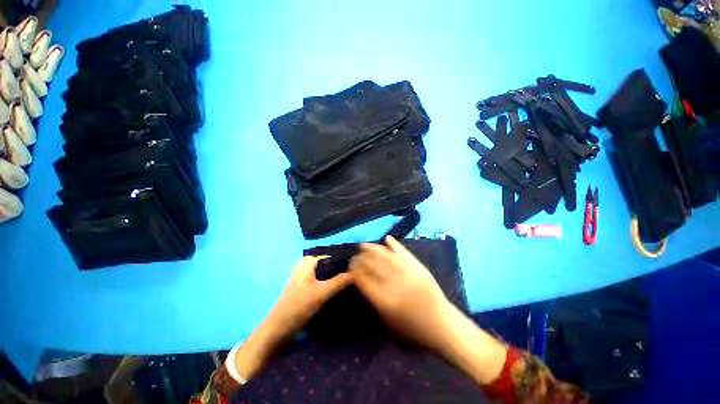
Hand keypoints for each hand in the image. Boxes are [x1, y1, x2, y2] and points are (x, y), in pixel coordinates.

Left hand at [231, 256, 351, 383]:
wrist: (280, 330)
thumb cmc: (297, 307)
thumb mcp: (320, 293)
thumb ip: (339, 281)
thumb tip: (357, 270)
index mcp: (308, 261)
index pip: (332, 256)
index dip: (345, 261)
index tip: (360, 267)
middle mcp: (309, 265)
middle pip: (331, 265)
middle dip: (343, 270)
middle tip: (359, 276)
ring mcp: (309, 277)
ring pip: (330, 274)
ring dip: (340, 278)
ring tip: (355, 282)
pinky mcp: (310, 288)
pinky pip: (326, 282)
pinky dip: (334, 285)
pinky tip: (345, 289)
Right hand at [350, 236, 507, 384]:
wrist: (443, 325)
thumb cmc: (414, 329)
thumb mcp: (389, 322)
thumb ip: (374, 301)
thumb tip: (363, 280)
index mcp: (386, 301)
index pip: (365, 280)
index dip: (355, 271)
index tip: (350, 266)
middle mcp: (396, 285)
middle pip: (374, 266)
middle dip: (361, 259)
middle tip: (355, 255)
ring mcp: (409, 274)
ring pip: (386, 256)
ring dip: (373, 248)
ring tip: (364, 244)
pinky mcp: (419, 268)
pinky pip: (404, 253)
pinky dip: (394, 244)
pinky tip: (386, 238)